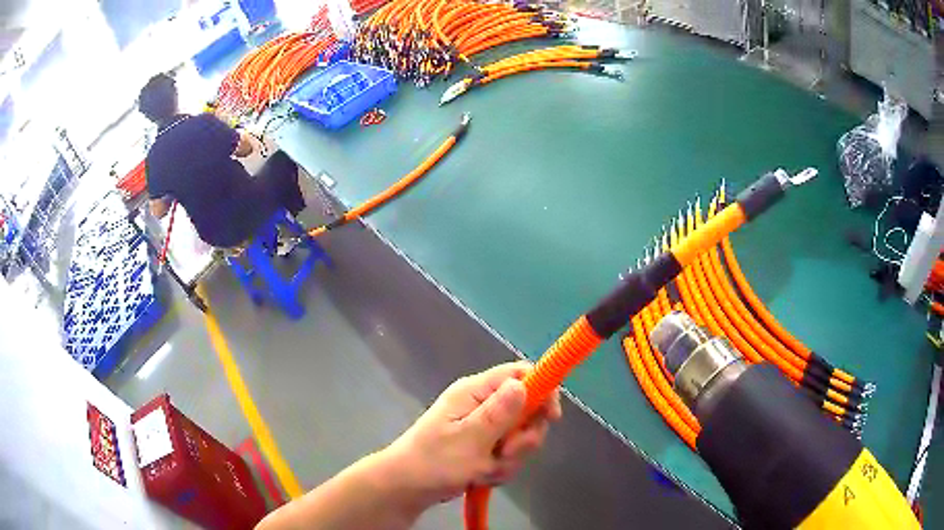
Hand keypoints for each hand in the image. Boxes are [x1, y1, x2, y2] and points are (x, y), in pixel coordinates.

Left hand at [384, 361, 561, 506]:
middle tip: (504, 453)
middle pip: (527, 410)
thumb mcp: (469, 440)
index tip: (551, 418)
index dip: (543, 390)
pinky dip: (500, 468)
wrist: (407, 488)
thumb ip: (499, 413)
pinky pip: (508, 454)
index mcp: (475, 392)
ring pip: (520, 437)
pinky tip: (481, 477)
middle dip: (522, 438)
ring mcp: (483, 426)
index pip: (520, 374)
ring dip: (509, 459)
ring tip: (484, 470)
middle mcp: (482, 404)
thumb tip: (525, 383)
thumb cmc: (433, 462)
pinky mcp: (483, 446)